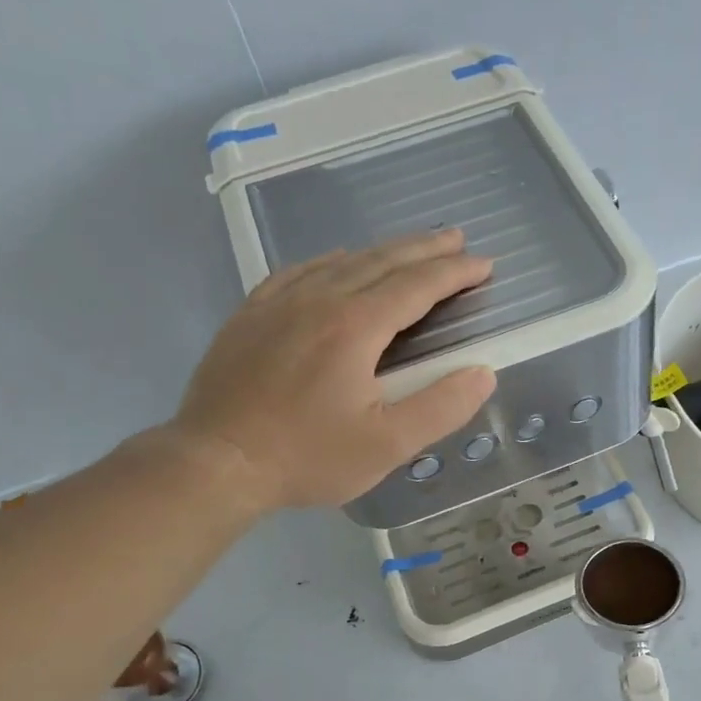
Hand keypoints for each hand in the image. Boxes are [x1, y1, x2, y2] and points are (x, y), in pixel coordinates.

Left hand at [171, 229, 496, 510]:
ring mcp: (279, 304)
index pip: (417, 286)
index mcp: (356, 326)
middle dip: (425, 249)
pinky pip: (298, 273)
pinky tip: (336, 264)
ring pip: (341, 262)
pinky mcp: (251, 316)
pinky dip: (331, 262)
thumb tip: (483, 373)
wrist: (216, 463)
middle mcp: (319, 300)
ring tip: (408, 249)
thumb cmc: (308, 457)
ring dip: (382, 252)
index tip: (484, 264)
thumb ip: (441, 407)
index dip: (454, 273)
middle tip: (457, 238)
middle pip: (382, 262)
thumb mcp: (387, 445)